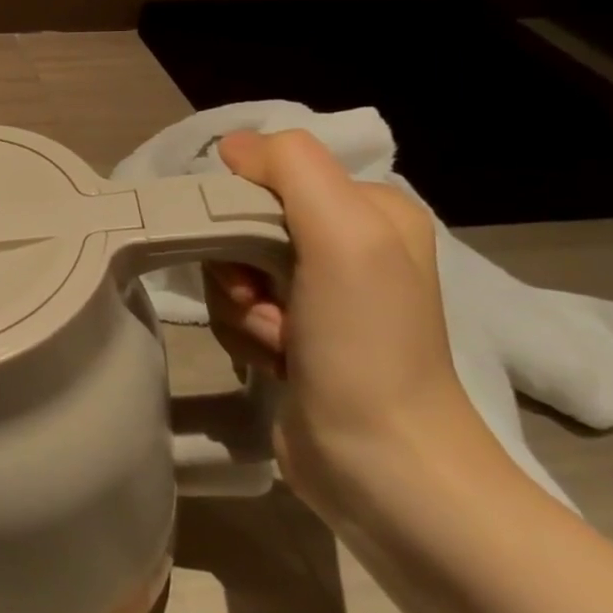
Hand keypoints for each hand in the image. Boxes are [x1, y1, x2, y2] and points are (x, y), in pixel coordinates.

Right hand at [201, 130, 484, 513]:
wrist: (382, 465)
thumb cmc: (367, 344)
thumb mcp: (345, 235)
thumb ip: (291, 168)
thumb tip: (232, 148)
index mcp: (368, 210)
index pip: (268, 175)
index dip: (240, 209)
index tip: (253, 255)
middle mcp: (345, 245)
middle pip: (241, 224)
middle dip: (237, 267)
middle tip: (264, 303)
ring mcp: (318, 295)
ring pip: (229, 269)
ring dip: (238, 307)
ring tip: (278, 343)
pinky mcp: (293, 336)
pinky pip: (234, 310)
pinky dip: (243, 335)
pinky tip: (276, 363)